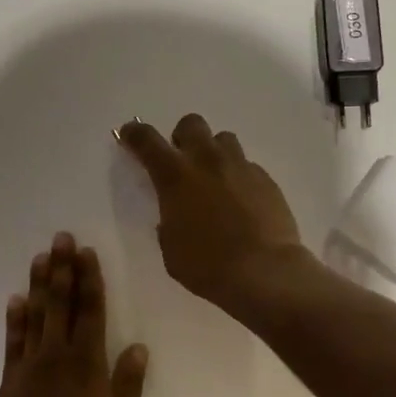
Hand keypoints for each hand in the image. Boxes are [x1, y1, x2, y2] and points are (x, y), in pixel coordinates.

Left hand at [0, 233, 149, 396]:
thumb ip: (128, 385)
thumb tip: (137, 346)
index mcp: (87, 366)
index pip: (90, 311)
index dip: (89, 280)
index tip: (87, 252)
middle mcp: (55, 359)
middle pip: (60, 305)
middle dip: (62, 269)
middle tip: (61, 238)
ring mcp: (27, 370)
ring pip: (34, 317)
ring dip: (38, 285)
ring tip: (41, 257)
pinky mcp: (8, 385)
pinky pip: (12, 343)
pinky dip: (14, 319)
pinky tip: (16, 300)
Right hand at [118, 113, 315, 318]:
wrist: (264, 272)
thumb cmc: (207, 266)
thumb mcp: (171, 248)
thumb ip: (168, 221)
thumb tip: (175, 213)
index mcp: (175, 176)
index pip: (147, 140)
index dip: (134, 133)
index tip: (129, 134)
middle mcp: (207, 161)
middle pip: (191, 124)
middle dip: (182, 137)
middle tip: (182, 161)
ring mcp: (240, 166)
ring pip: (223, 139)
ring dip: (213, 152)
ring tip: (214, 178)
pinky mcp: (266, 179)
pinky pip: (246, 165)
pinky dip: (238, 176)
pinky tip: (241, 200)